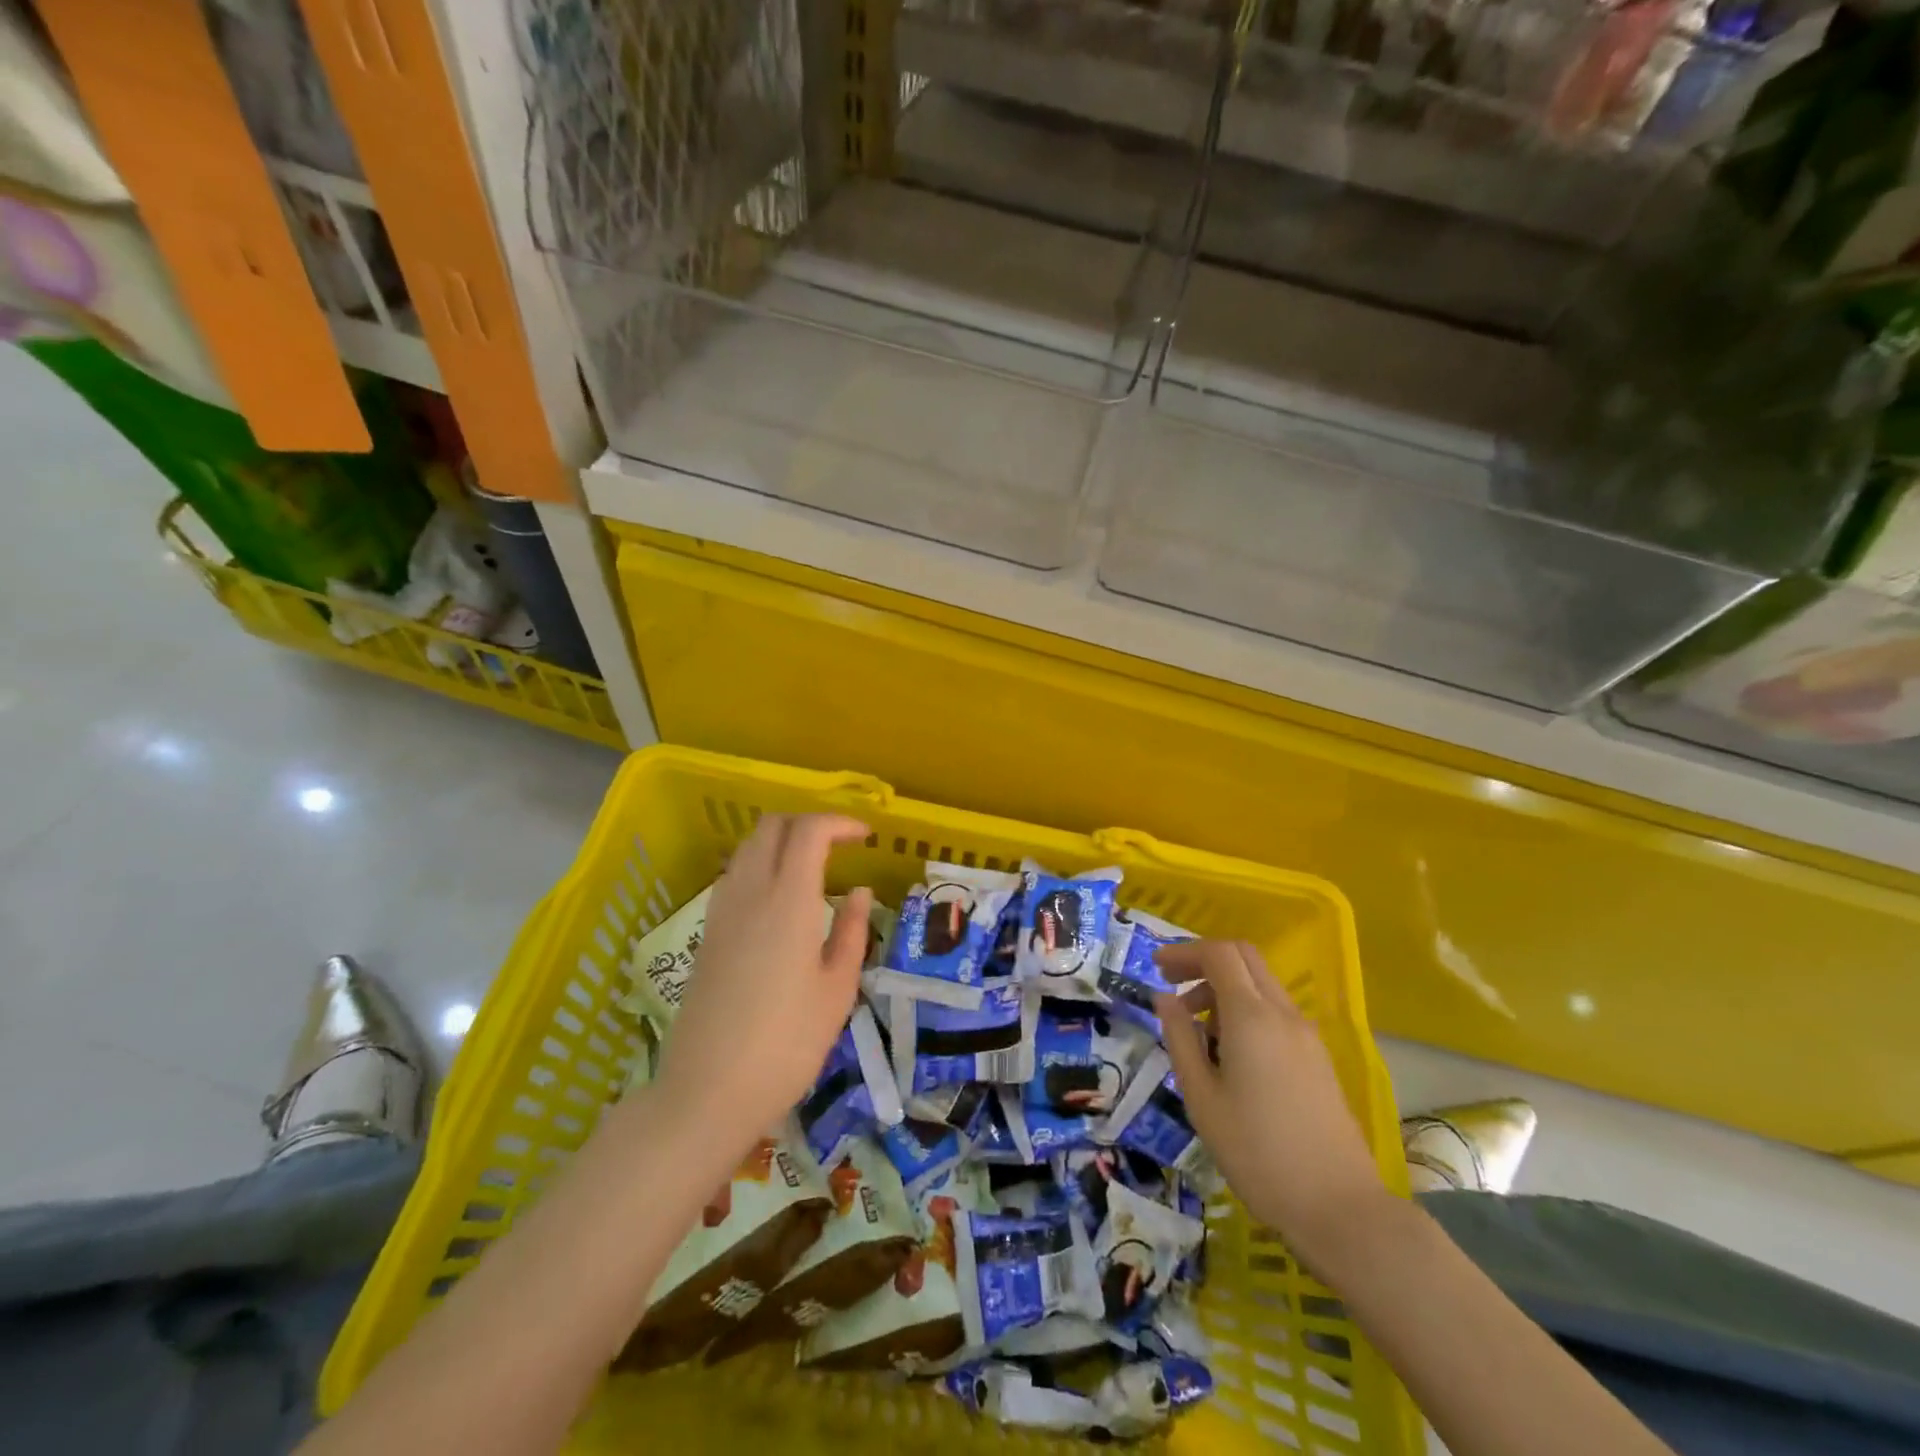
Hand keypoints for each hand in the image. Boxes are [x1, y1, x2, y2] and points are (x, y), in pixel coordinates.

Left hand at [654, 813, 871, 1151]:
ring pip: (748, 848)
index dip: (839, 822)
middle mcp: (750, 893)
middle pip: (772, 827)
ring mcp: (721, 912)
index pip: (809, 831)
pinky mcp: (707, 934)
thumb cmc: (787, 1044)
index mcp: (788, 901)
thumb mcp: (836, 990)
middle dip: (808, 823)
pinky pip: (734, 875)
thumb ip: (850, 931)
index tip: (866, 837)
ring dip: (781, 841)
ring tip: (813, 867)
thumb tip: (858, 892)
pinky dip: (760, 864)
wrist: (707, 1091)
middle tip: (840, 845)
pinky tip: (780, 899)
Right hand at [1153, 940, 1388, 1264]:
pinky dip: (1246, 1010)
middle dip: (1205, 961)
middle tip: (1173, 985)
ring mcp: (1306, 1035)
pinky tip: (1229, 1053)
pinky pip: (1275, 1011)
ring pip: (1261, 984)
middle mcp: (1283, 1014)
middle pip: (1244, 957)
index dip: (1185, 952)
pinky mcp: (1317, 1058)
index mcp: (1252, 1017)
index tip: (1157, 968)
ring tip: (1196, 1029)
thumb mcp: (1201, 1097)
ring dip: (1224, 988)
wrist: (1340, 1208)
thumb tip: (1164, 997)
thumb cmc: (1257, 1153)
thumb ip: (1180, 1038)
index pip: (1219, 954)